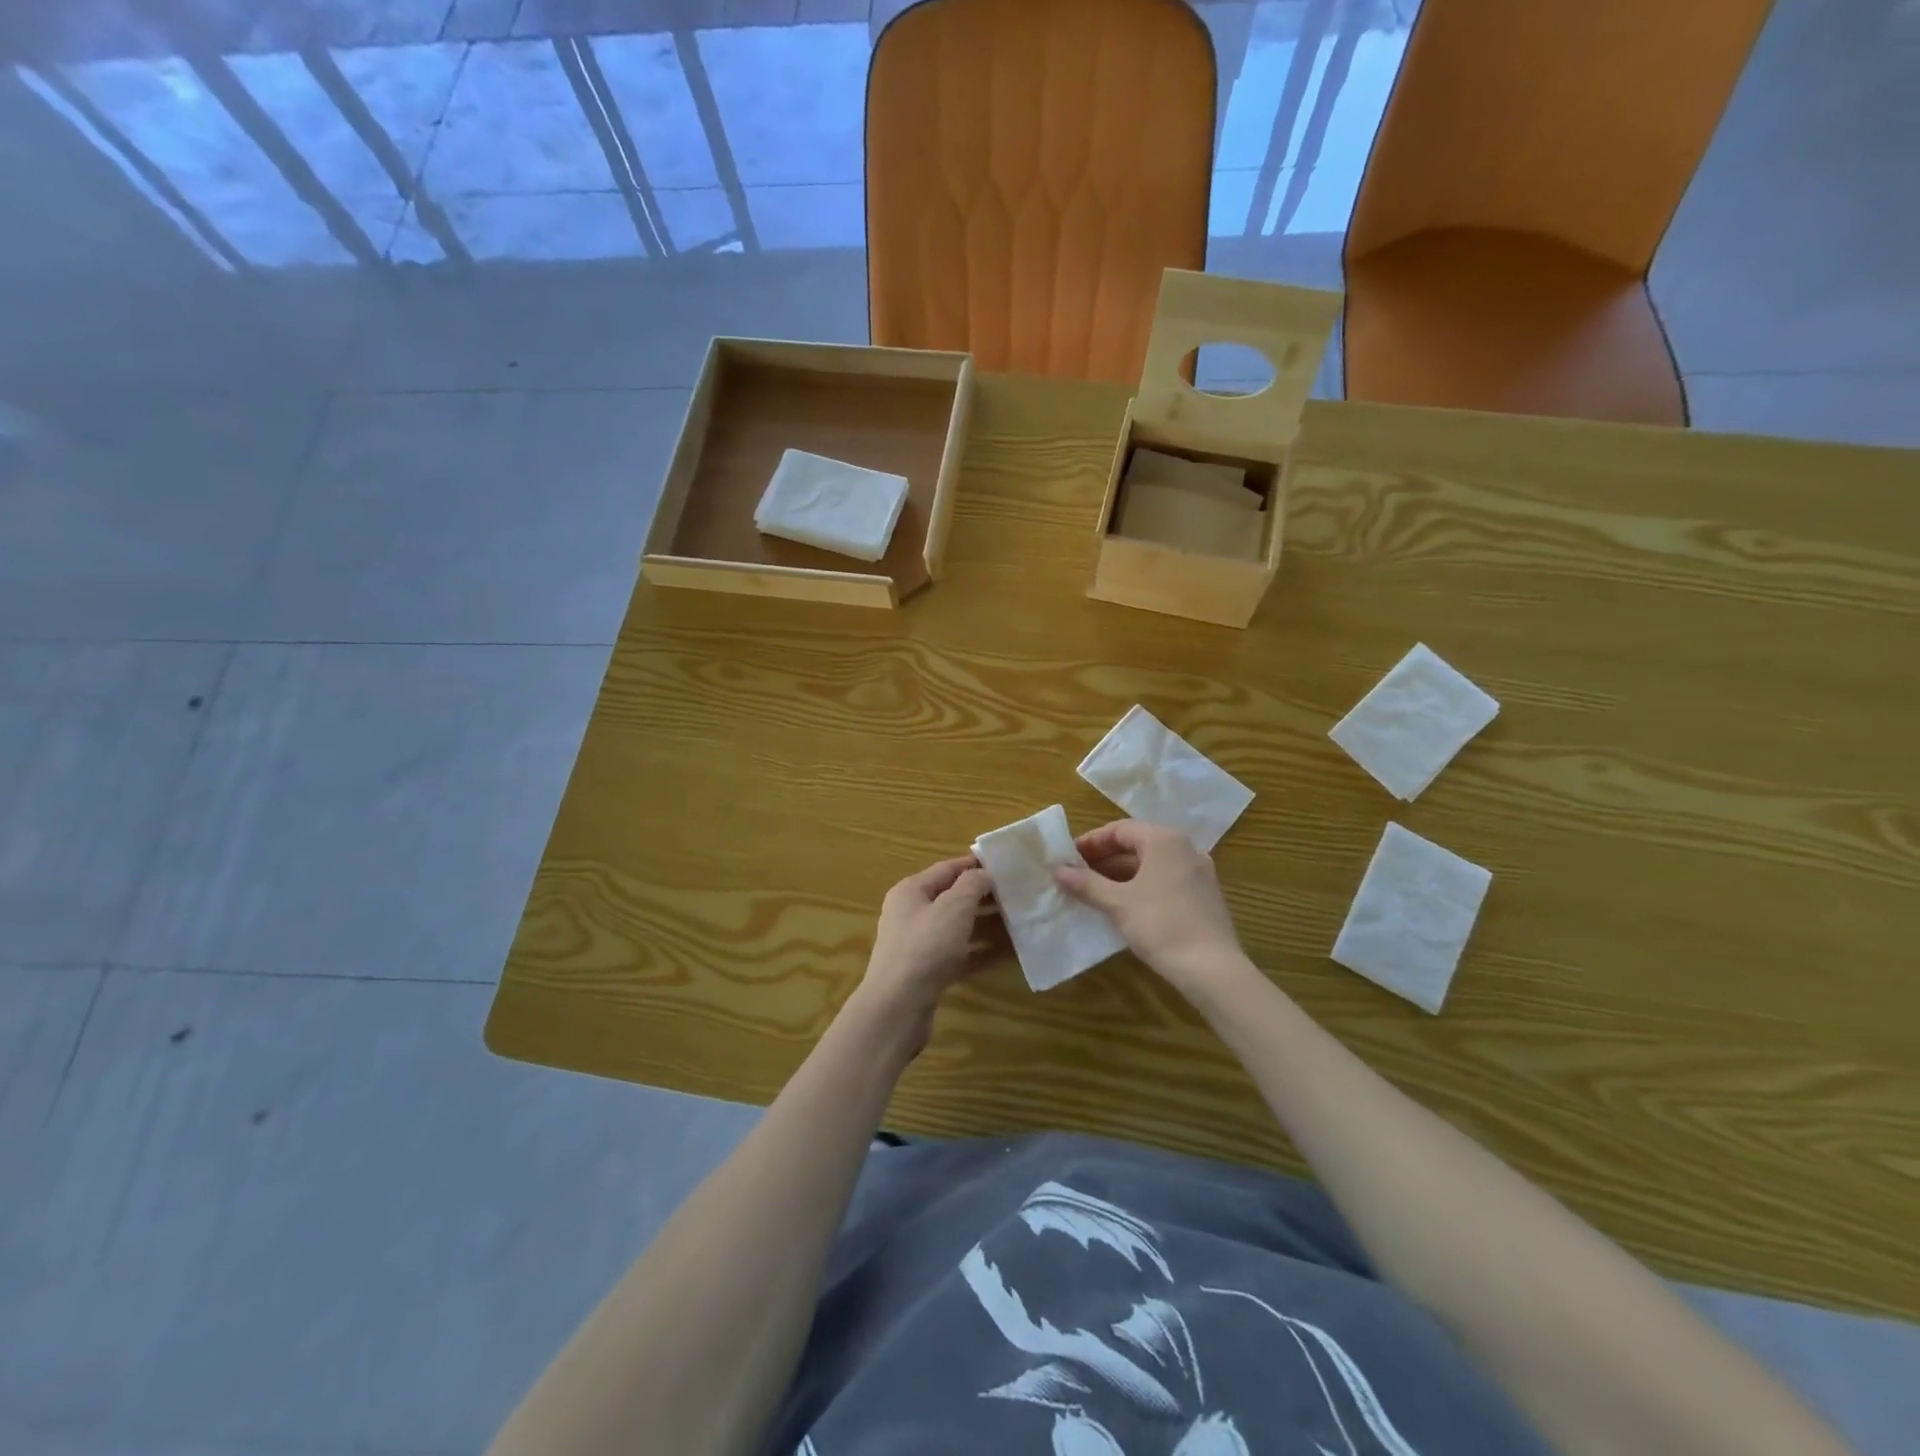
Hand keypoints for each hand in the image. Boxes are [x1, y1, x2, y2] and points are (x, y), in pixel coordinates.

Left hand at [855, 855, 1001, 1048]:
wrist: (897, 1008)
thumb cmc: (925, 947)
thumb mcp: (953, 907)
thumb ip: (972, 885)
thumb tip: (984, 874)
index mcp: (911, 891)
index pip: (947, 868)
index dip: (976, 865)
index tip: (1007, 864)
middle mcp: (913, 914)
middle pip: (954, 898)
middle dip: (986, 896)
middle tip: (1020, 895)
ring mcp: (920, 946)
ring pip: (959, 929)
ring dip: (988, 925)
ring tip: (1021, 922)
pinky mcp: (929, 973)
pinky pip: (961, 956)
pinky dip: (983, 953)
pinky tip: (1011, 953)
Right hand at [1054, 820, 1245, 993]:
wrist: (1211, 968)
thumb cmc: (1160, 924)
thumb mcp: (1117, 903)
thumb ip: (1086, 883)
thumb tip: (1058, 870)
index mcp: (1164, 840)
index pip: (1119, 830)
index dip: (1091, 842)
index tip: (1068, 858)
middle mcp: (1185, 848)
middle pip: (1137, 845)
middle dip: (1104, 860)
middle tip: (1077, 876)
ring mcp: (1199, 872)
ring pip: (1151, 865)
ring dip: (1121, 875)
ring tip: (1094, 892)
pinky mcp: (1204, 896)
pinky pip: (1165, 880)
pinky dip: (1141, 887)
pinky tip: (1124, 907)